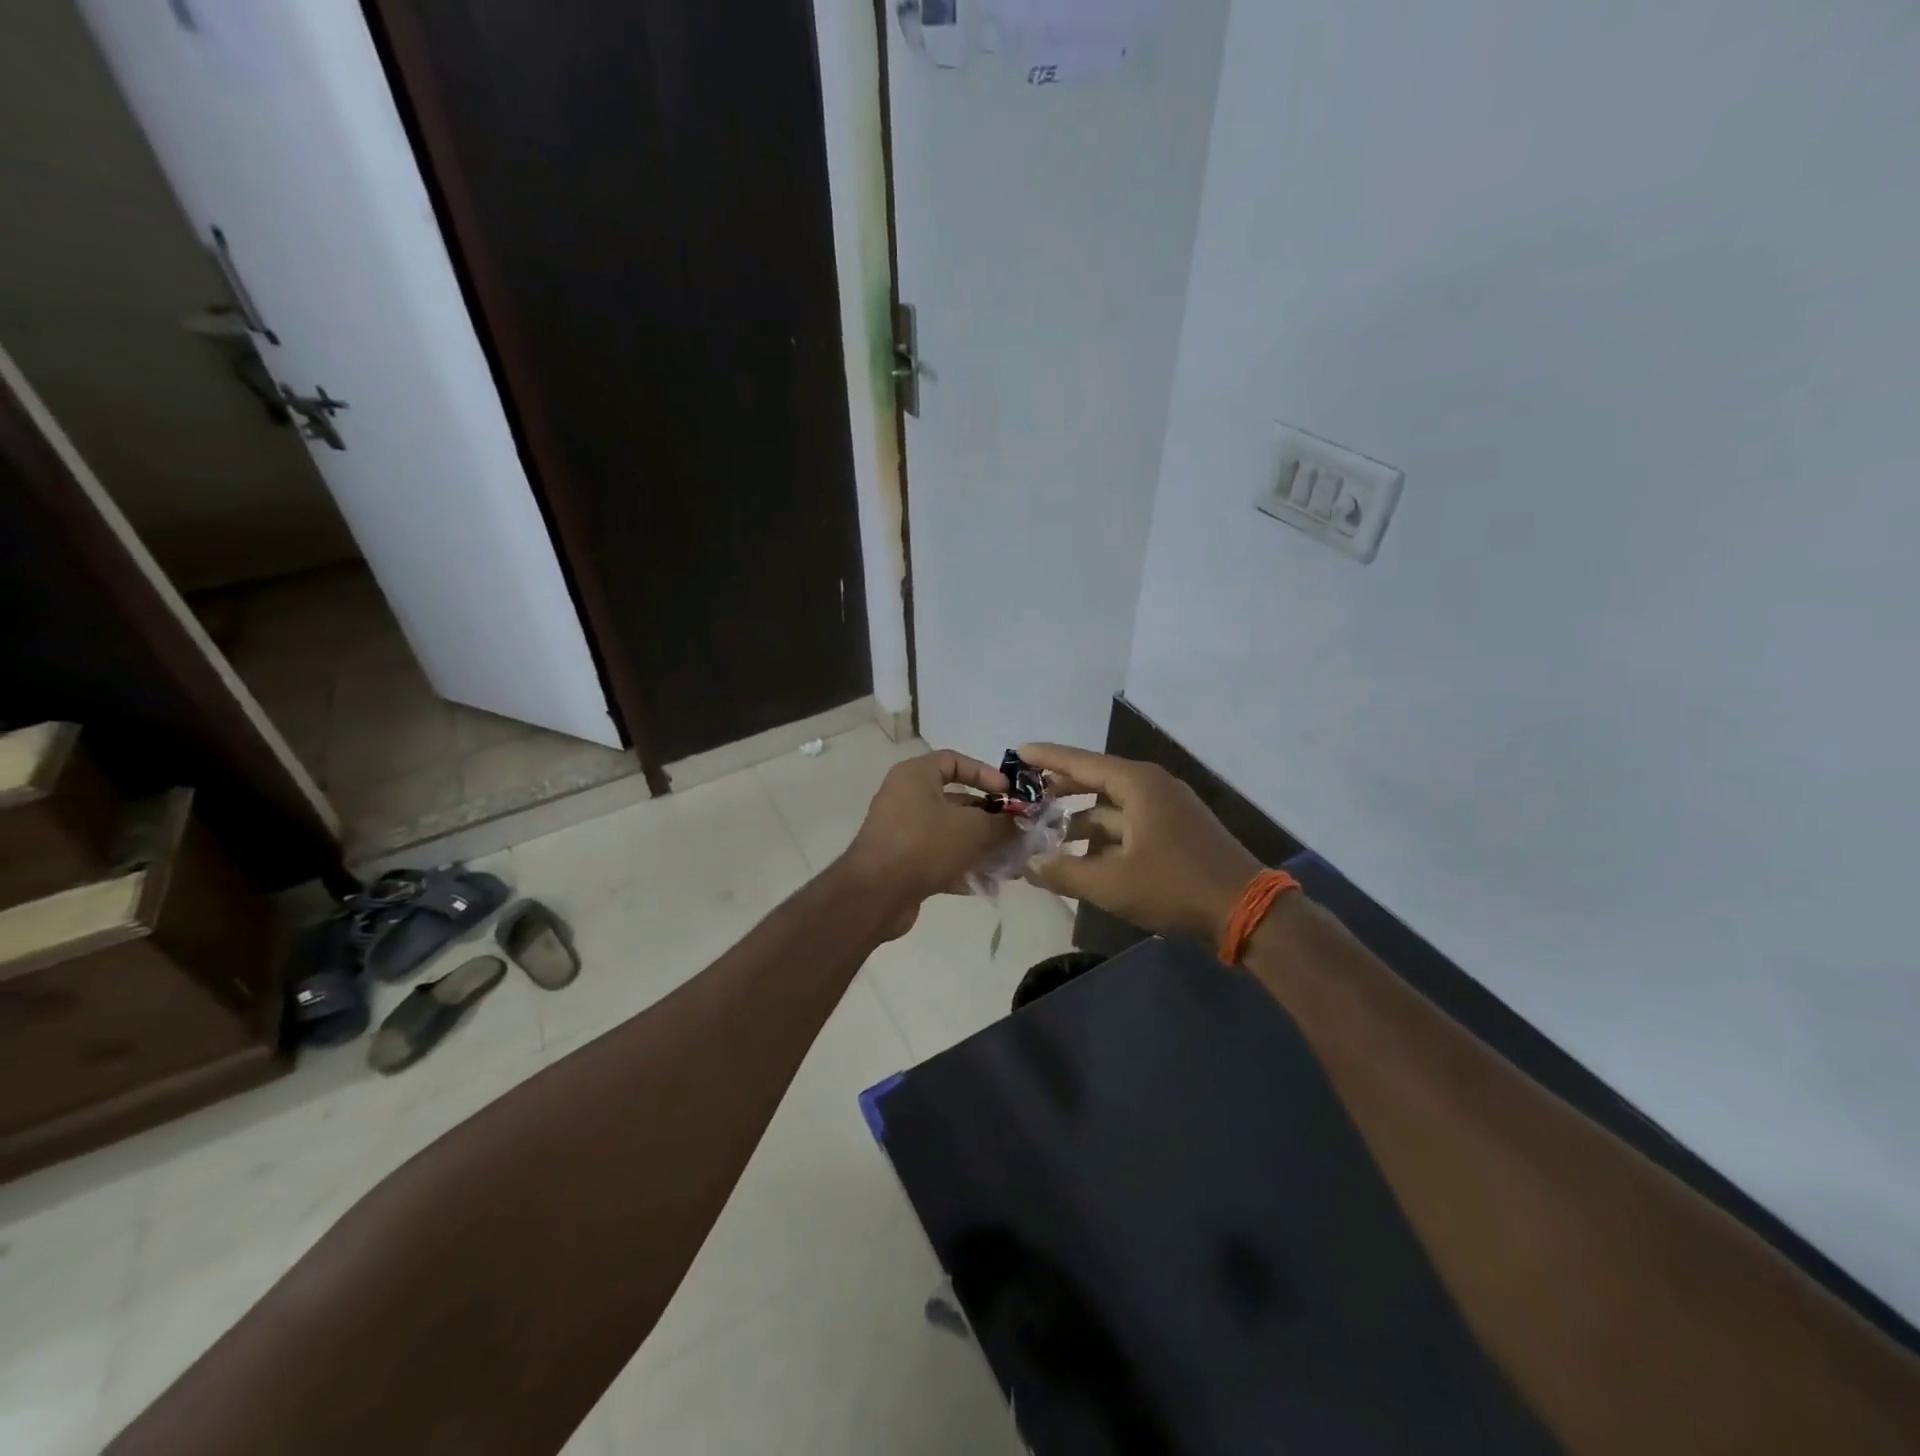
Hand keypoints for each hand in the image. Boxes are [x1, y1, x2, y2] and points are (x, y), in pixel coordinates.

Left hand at [838, 749, 1016, 928]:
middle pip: (956, 800)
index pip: (954, 760)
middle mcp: (906, 798)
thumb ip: (1002, 823)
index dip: (985, 773)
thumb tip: (1020, 823)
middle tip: (1017, 833)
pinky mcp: (903, 862)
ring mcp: (903, 831)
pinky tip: (988, 884)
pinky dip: (962, 867)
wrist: (875, 895)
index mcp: (915, 776)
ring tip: (1010, 863)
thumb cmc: (924, 845)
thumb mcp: (972, 829)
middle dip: (990, 818)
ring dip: (981, 847)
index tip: (1008, 794)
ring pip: (950, 833)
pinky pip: (939, 857)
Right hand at [1019, 743, 1261, 943]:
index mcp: (1137, 784)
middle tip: (1027, 799)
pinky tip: (1083, 858)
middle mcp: (1152, 787)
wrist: (1246, 910)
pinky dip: (1104, 836)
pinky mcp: (1176, 831)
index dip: (1048, 757)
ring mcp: (1167, 809)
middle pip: (1096, 781)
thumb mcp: (1112, 883)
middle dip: (1061, 791)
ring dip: (1081, 820)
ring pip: (1112, 807)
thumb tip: (1029, 863)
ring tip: (1047, 838)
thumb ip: (1064, 872)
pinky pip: (1129, 824)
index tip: (1018, 752)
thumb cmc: (1175, 886)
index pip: (1081, 762)